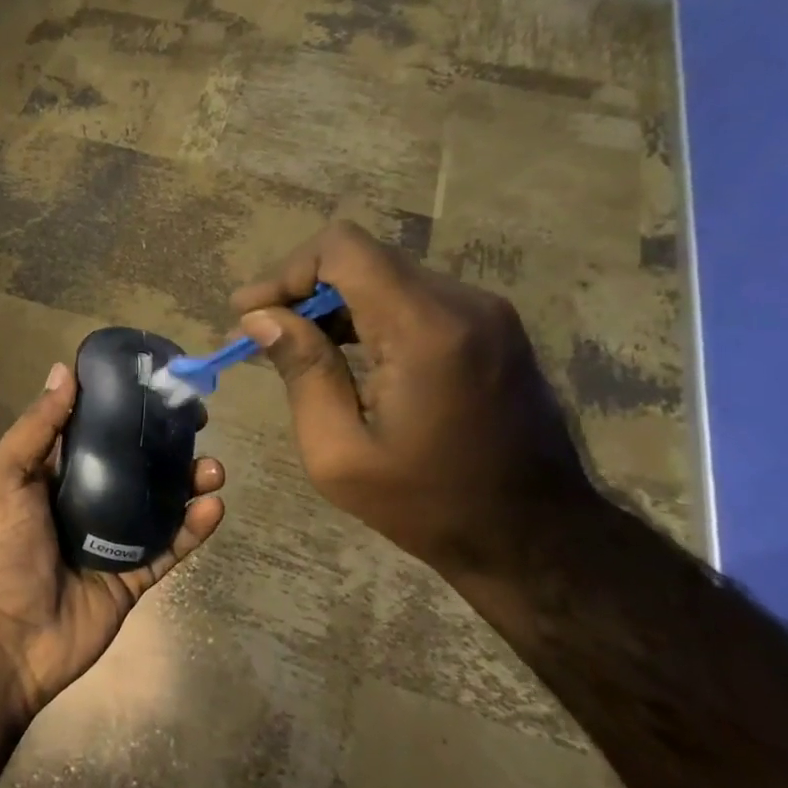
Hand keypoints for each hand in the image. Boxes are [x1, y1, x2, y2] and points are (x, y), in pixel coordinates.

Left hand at [0, 362, 224, 721]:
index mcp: (52, 475)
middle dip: (167, 444)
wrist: (3, 639)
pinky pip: (169, 547)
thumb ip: (37, 427)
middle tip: (199, 425)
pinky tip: (213, 506)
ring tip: (214, 469)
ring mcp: (112, 539)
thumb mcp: (3, 477)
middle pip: (135, 464)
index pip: (94, 431)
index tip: (157, 386)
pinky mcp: (133, 575)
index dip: (124, 408)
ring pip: (160, 503)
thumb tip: (63, 370)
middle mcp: (85, 500)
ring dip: (189, 482)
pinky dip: (193, 527)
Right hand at [231, 222, 594, 585]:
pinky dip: (368, 313)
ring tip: (294, 346)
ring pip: (386, 274)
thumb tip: (260, 318)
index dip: (287, 271)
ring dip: (333, 302)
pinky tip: (344, 354)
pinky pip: (413, 297)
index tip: (251, 313)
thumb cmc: (429, 505)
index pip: (343, 249)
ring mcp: (485, 312)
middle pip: (362, 257)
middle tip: (261, 332)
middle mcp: (462, 303)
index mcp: (425, 330)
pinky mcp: (491, 327)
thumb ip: (302, 373)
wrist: (536, 538)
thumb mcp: (340, 453)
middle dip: (302, 288)